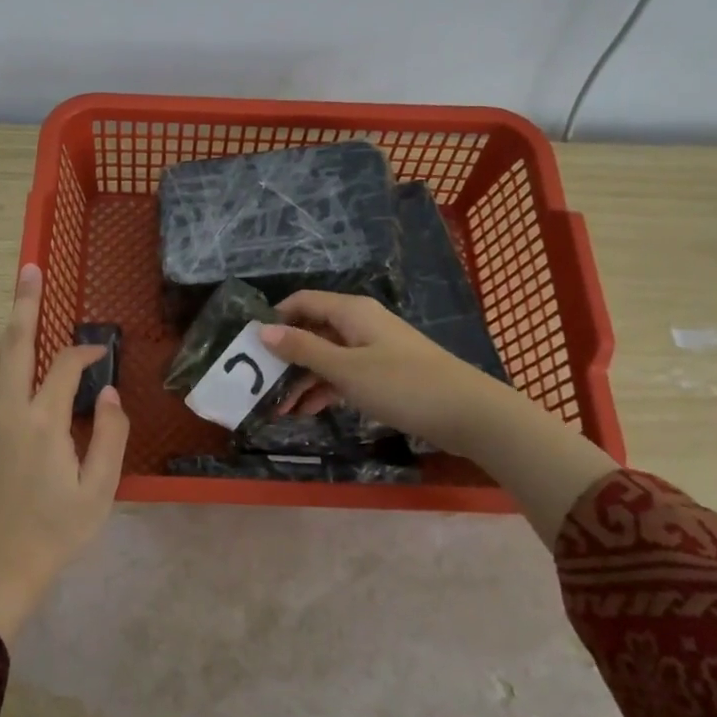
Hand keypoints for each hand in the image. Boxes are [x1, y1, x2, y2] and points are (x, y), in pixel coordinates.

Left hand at [0, 264, 129, 639]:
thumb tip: (108, 392)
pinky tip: (12, 368)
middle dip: (24, 304)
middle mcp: (4, 412)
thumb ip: (109, 434)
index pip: (63, 366)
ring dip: (8, 334)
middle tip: (29, 269)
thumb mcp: (100, 489)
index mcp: (41, 423)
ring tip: (23, 312)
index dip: (84, 352)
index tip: (100, 353)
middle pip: (12, 344)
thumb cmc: (57, 531)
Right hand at [259, 290, 491, 450]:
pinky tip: (306, 412)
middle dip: (285, 357)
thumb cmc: (403, 384)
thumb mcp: (346, 368)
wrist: (468, 413)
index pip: (302, 302)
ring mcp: (373, 349)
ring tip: (277, 408)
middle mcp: (360, 324)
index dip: (274, 318)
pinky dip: (324, 389)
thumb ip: (303, 349)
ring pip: (327, 357)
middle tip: (257, 385)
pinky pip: (344, 374)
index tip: (248, 345)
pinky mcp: (384, 374)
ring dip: (302, 379)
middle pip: (312, 331)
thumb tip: (263, 330)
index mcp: (351, 311)